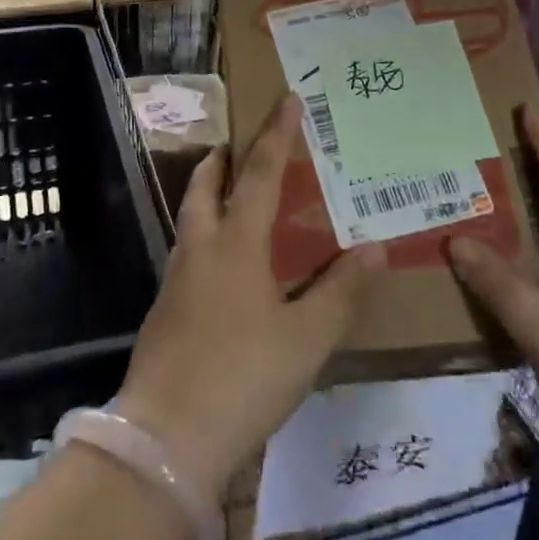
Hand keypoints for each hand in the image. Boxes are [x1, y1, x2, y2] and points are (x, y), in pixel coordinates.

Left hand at [116, 93, 385, 500]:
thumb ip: (341, 291)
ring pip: (191, 220)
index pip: (259, 174)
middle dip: (221, 161)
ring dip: (208, 198)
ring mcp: (175, 280)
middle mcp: (199, 250)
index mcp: (235, 244)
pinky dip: (206, 239)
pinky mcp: (164, 312)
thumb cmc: (242, 377)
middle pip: (205, 187)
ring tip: (233, 200)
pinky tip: (224, 270)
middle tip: (237, 147)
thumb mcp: (307, 339)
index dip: (275, 136)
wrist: (165, 439)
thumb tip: (374, 246)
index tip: (286, 101)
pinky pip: (188, 255)